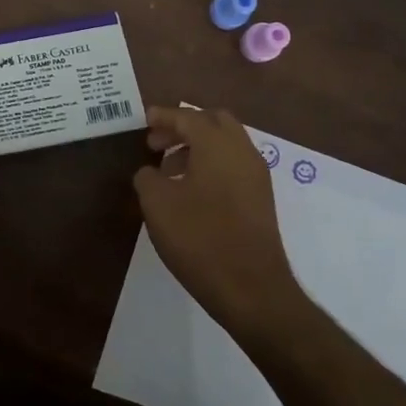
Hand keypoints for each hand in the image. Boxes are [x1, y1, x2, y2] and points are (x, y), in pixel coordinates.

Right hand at [133, 105, 302, 339]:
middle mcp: (242, 151)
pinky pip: (234, 165)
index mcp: (217, 144)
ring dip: (198, 146)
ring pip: (227, 144)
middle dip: (185, 126)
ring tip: (169, 169)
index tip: (144, 119)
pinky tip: (191, 190)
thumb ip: (148, 177)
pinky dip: (212, 164)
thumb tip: (151, 172)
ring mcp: (257, 176)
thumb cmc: (199, 237)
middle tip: (157, 143)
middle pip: (214, 122)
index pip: (187, 117)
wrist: (251, 288)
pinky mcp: (261, 199)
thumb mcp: (157, 204)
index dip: (163, 116)